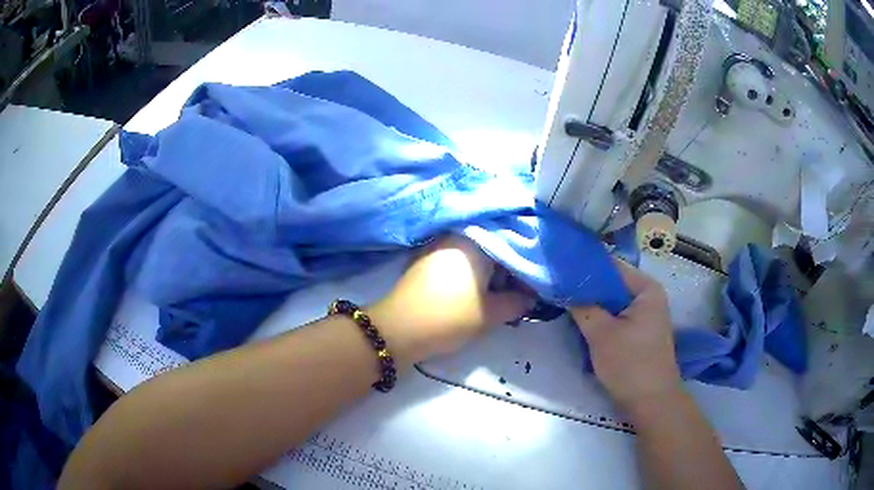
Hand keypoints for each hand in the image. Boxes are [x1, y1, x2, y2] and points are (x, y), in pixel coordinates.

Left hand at [369, 236, 534, 365]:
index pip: (515, 246)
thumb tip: (531, 297)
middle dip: (509, 270)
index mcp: (476, 240)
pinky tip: (476, 292)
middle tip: (518, 294)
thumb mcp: (491, 314)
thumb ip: (518, 302)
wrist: (398, 329)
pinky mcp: (426, 258)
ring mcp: (438, 244)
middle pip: (495, 247)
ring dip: (491, 272)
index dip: (528, 268)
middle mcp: (457, 234)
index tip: (535, 288)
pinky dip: (472, 273)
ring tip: (499, 296)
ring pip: (477, 254)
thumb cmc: (449, 317)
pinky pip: (459, 259)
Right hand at [570, 260, 681, 410]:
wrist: (651, 402)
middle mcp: (648, 296)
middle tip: (556, 288)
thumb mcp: (601, 334)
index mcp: (646, 288)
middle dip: (586, 288)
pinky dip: (599, 318)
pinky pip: (615, 317)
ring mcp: (644, 315)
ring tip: (563, 302)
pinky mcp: (638, 332)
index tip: (558, 269)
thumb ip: (582, 306)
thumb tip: (564, 287)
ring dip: (591, 305)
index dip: (584, 267)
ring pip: (611, 302)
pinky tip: (580, 321)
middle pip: (611, 284)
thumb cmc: (630, 365)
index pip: (611, 266)